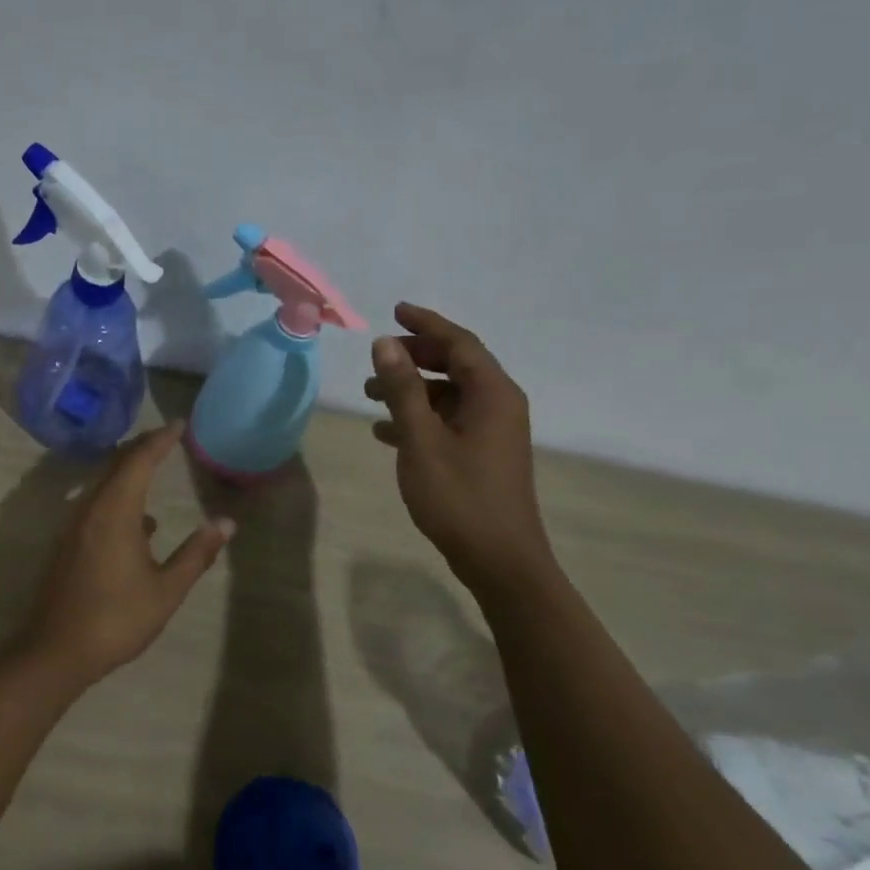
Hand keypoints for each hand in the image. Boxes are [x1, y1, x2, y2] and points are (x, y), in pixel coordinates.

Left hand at [18, 422, 235, 687]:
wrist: (56, 651)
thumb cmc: (116, 619)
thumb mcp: (166, 590)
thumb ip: (196, 554)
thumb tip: (226, 524)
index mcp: (115, 513)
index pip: (139, 461)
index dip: (160, 440)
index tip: (179, 424)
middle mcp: (90, 510)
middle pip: (116, 465)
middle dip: (143, 448)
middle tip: (168, 438)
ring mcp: (74, 526)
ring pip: (103, 484)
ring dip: (129, 471)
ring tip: (155, 468)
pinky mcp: (68, 544)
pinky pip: (95, 504)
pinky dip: (118, 497)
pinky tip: (140, 523)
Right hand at [365, 303, 554, 595]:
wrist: (499, 559)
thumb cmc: (459, 496)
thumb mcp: (422, 439)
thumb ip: (402, 389)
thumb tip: (385, 344)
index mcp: (492, 394)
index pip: (459, 343)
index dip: (426, 324)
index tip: (395, 310)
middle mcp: (498, 405)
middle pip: (456, 365)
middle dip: (415, 356)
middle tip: (379, 355)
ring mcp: (493, 432)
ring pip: (448, 395)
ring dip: (412, 389)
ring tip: (370, 394)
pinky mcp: (483, 455)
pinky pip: (448, 422)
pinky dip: (419, 418)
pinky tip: (386, 431)